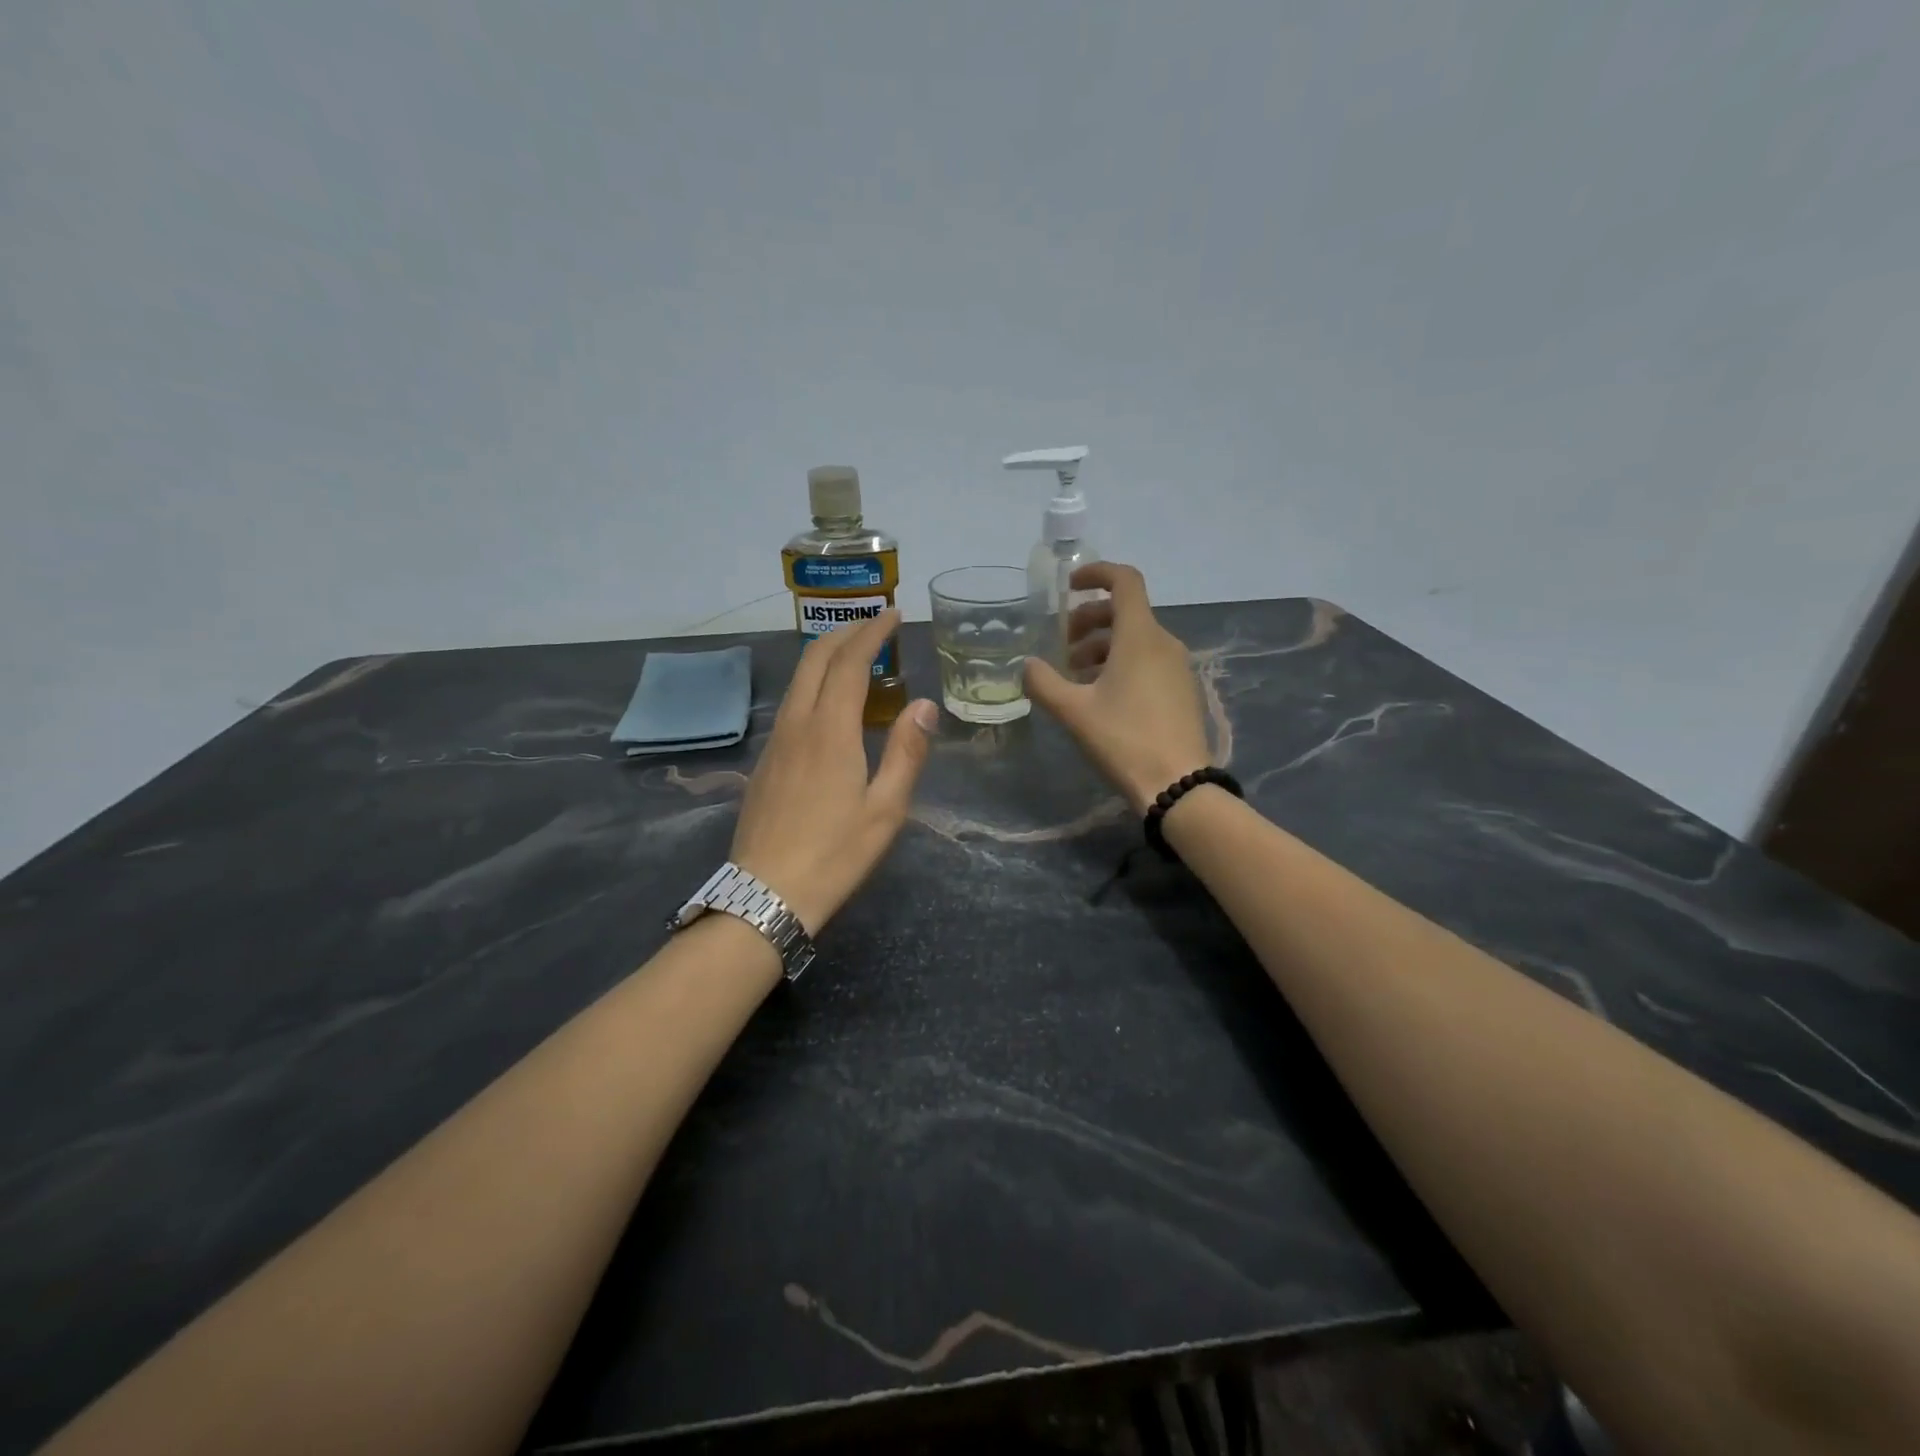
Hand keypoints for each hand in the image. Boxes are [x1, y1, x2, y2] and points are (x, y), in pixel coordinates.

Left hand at [730, 610, 938, 933]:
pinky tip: (828, 704)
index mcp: (830, 730)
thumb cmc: (836, 854)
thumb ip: (907, 752)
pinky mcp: (764, 762)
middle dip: (844, 632)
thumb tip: (925, 704)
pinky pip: (790, 704)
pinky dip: (813, 684)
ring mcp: (775, 742)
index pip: (850, 662)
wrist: (766, 893)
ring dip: (825, 656)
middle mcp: (797, 724)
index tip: (893, 615)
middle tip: (874, 625)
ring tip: (855, 656)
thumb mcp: (886, 809)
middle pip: (815, 659)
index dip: (872, 633)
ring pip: (797, 680)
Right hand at [1024, 563, 1211, 813]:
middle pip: (1125, 612)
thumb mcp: (1073, 711)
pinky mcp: (1181, 690)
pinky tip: (1100, 696)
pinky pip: (1147, 660)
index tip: (1068, 587)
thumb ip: (1044, 682)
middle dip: (1089, 620)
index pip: (1124, 581)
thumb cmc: (1124, 739)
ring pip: (1135, 639)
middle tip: (1062, 646)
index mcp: (1140, 636)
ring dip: (1101, 646)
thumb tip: (1027, 665)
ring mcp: (1177, 667)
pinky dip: (1120, 663)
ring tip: (1074, 676)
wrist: (1178, 784)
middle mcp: (1163, 642)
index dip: (1096, 574)